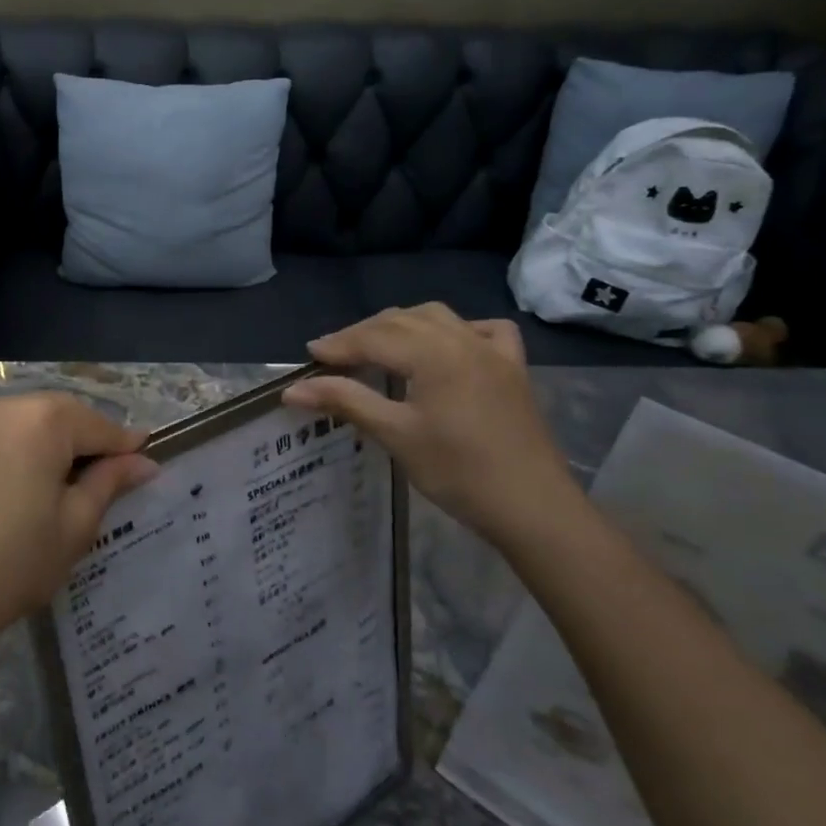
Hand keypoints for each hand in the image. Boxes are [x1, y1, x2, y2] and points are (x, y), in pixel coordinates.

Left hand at [0, 394, 157, 658]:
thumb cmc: (12, 565)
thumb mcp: (74, 528)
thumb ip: (110, 483)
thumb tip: (142, 460)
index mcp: (41, 421)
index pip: (97, 424)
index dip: (123, 444)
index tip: (142, 459)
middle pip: (50, 417)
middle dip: (75, 441)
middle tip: (91, 477)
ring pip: (7, 427)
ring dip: (28, 447)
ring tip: (33, 488)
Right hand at [281, 305, 582, 544]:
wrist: (533, 507)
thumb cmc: (458, 472)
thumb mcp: (395, 435)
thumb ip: (345, 402)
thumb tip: (292, 390)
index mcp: (434, 353)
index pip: (374, 338)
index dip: (338, 344)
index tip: (309, 354)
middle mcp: (463, 339)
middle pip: (401, 321)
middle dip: (363, 333)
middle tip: (334, 355)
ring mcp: (494, 351)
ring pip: (438, 318)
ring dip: (402, 325)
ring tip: (378, 346)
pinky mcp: (514, 369)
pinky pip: (484, 331)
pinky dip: (457, 330)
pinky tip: (447, 345)